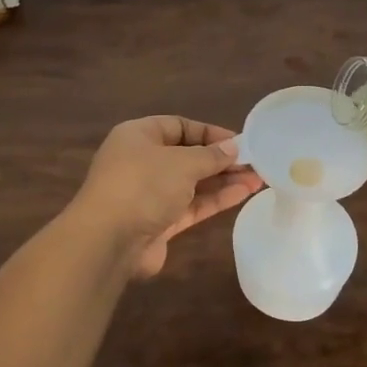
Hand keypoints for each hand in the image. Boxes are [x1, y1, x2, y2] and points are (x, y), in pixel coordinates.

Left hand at [70, 116, 263, 278]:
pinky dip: (215, 200)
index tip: (240, 141)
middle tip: (256, 163)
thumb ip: (210, 155)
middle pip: (187, 155)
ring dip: (223, 180)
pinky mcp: (158, 223)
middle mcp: (142, 162)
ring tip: (258, 179)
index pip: (178, 126)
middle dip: (220, 159)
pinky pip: (191, 205)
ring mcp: (149, 194)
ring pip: (192, 183)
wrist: (108, 241)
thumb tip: (233, 148)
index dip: (209, 132)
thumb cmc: (143, 185)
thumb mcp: (181, 162)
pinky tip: (242, 194)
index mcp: (138, 136)